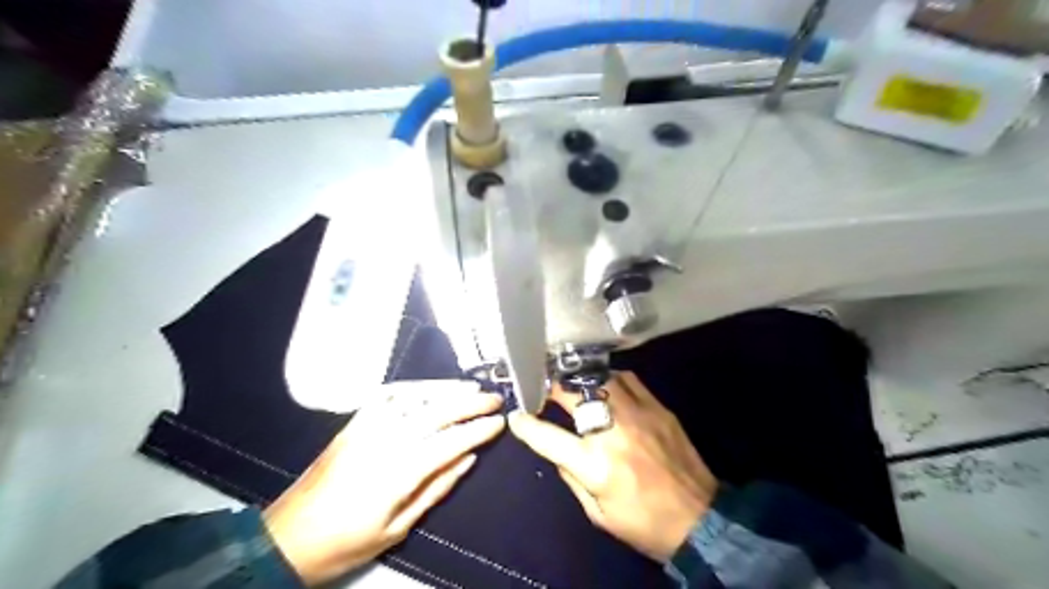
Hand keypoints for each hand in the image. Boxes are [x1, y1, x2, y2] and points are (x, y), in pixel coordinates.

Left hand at [264, 383, 505, 582]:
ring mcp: (366, 427)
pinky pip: (389, 394)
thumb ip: (437, 488)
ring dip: (446, 388)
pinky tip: (431, 387)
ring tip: (471, 387)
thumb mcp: (398, 527)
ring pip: (415, 396)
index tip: (499, 423)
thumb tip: (468, 458)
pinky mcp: (354, 422)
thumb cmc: (347, 542)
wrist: (288, 536)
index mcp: (397, 472)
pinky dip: (415, 386)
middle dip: (470, 402)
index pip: (449, 441)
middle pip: (436, 411)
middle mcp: (384, 441)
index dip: (478, 430)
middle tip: (494, 399)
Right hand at [508, 374, 722, 561]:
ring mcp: (639, 414)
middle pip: (573, 395)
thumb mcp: (597, 514)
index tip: (517, 416)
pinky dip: (610, 379)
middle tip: (544, 389)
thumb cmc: (643, 523)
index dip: (527, 425)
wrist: (701, 520)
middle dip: (552, 388)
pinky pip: (628, 380)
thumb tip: (557, 450)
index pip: (548, 437)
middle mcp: (614, 432)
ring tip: (573, 384)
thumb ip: (572, 477)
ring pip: (601, 379)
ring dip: (581, 380)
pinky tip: (605, 386)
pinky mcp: (659, 408)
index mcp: (596, 465)